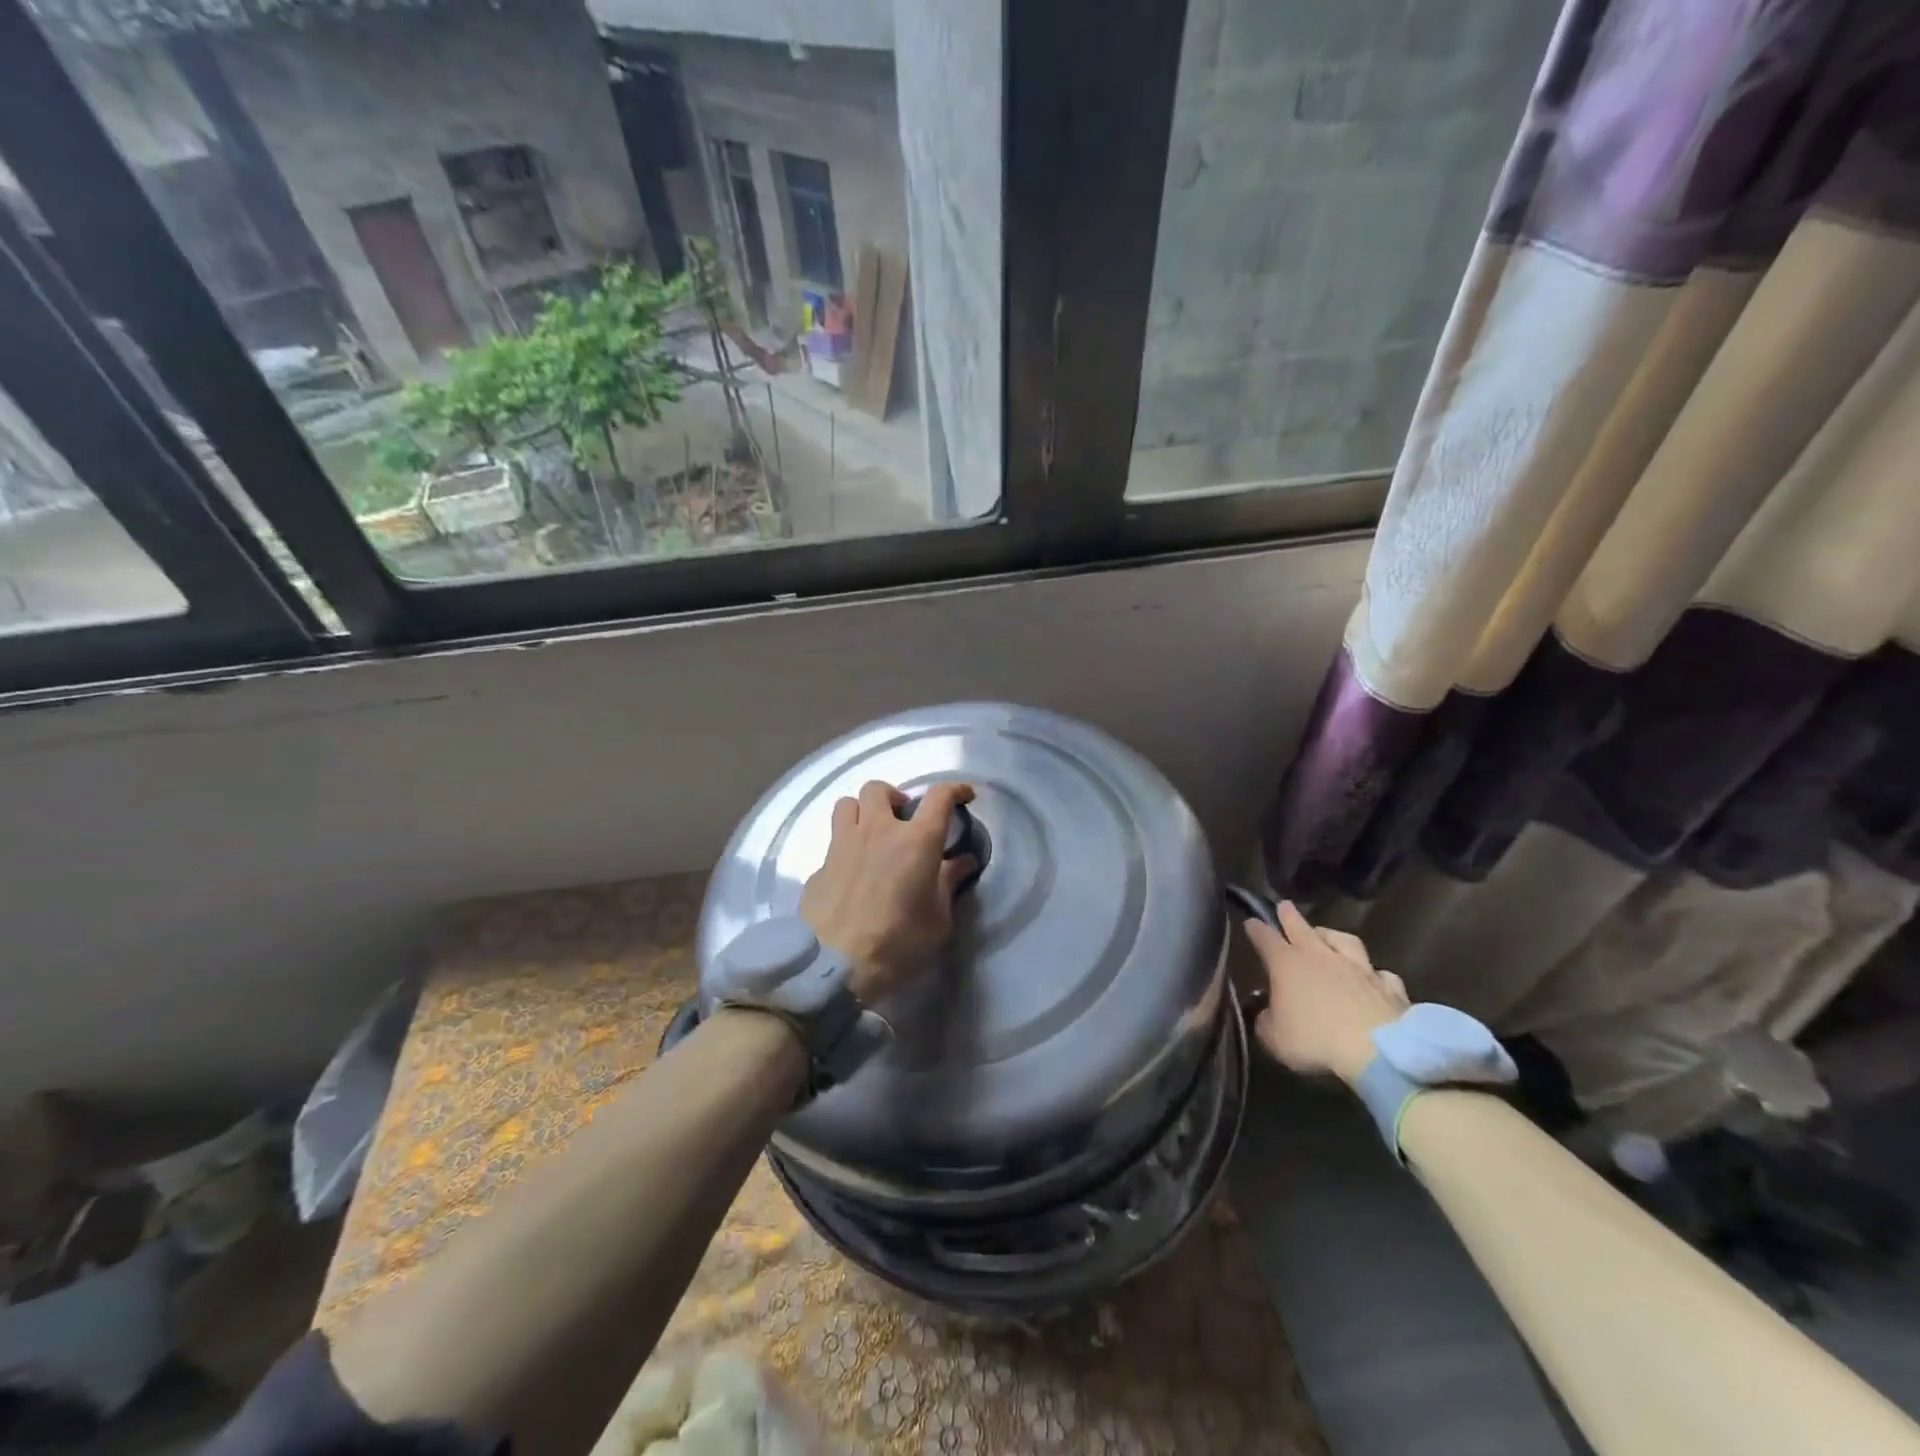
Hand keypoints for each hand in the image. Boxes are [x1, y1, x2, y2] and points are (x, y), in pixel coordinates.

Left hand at [800, 780, 976, 1004]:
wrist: (834, 968)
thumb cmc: (898, 944)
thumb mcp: (938, 920)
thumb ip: (948, 883)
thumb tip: (962, 861)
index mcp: (916, 841)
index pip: (939, 796)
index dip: (955, 789)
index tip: (963, 796)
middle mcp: (877, 831)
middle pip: (879, 788)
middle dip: (893, 796)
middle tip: (902, 818)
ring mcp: (842, 845)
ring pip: (846, 804)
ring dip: (861, 812)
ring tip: (871, 834)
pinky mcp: (818, 867)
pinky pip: (833, 843)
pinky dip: (845, 850)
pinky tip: (851, 875)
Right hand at [1243, 901, 1408, 1085]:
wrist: (1377, 1052)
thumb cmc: (1315, 1041)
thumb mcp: (1273, 1038)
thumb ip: (1266, 1021)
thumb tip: (1266, 1013)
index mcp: (1287, 964)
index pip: (1265, 938)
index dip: (1256, 929)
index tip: (1250, 921)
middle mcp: (1321, 957)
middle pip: (1302, 928)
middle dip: (1290, 916)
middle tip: (1284, 905)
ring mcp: (1358, 968)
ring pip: (1344, 941)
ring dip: (1332, 936)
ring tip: (1327, 935)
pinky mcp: (1389, 987)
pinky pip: (1380, 974)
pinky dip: (1374, 974)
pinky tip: (1374, 977)